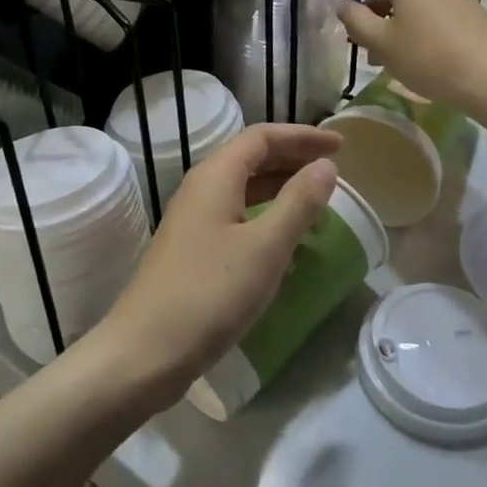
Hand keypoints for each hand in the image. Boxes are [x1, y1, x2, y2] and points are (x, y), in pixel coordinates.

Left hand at [96, 124, 339, 404]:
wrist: (146, 350)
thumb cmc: (210, 292)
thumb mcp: (265, 247)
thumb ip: (299, 203)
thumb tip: (325, 166)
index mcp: (215, 177)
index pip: (262, 137)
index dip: (302, 137)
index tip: (341, 146)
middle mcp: (201, 190)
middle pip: (251, 159)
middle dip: (294, 159)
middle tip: (334, 171)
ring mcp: (193, 222)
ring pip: (244, 191)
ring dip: (282, 191)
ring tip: (319, 205)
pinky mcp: (193, 251)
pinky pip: (237, 219)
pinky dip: (266, 220)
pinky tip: (287, 244)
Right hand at [320, 0, 486, 106]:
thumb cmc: (429, 57)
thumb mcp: (381, 42)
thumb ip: (355, 19)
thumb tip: (343, 4)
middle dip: (369, 5)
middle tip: (358, 38)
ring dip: (389, 17)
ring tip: (383, 54)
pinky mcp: (467, 4)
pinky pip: (427, 4)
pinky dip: (410, 21)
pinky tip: (410, 51)